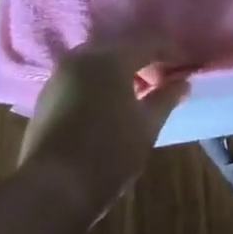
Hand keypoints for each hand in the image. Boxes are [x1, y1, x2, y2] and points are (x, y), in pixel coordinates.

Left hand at [17, 37, 188, 219]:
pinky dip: (99, 84)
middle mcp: (82, 57)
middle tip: (163, 79)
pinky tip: (109, 105)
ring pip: (98, 62)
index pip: (150, 42)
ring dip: (120, 72)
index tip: (186, 67)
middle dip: (144, 60)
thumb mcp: (146, 126)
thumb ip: (166, 98)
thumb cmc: (108, 153)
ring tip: (138, 93)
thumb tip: (182, 83)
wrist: (51, 191)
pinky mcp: (46, 97)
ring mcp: (59, 76)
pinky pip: (81, 78)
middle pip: (121, 48)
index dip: (171, 52)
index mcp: (110, 58)